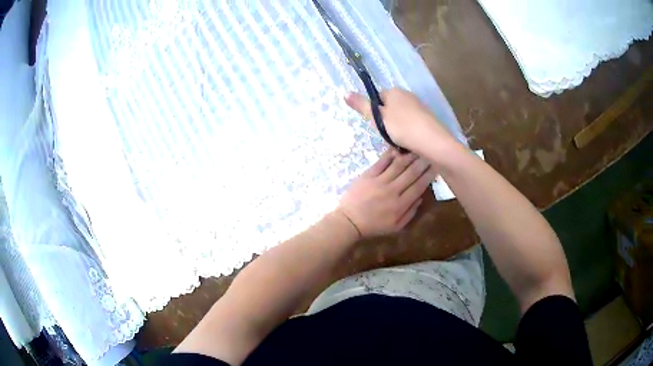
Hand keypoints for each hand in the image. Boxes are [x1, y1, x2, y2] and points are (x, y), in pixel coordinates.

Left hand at [336, 149, 434, 237]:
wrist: (349, 221)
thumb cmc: (374, 226)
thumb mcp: (395, 226)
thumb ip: (410, 213)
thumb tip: (420, 198)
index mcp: (400, 205)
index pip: (419, 186)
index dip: (429, 175)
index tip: (436, 167)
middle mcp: (392, 191)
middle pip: (411, 173)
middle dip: (422, 162)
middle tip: (430, 154)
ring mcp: (379, 181)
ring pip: (398, 165)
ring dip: (409, 156)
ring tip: (417, 149)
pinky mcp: (368, 175)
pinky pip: (381, 162)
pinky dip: (390, 155)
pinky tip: (398, 149)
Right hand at [345, 88, 456, 154]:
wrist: (433, 142)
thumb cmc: (403, 128)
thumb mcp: (378, 117)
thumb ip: (362, 105)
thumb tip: (345, 92)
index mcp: (395, 91)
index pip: (378, 97)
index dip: (374, 111)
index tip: (376, 125)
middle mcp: (408, 95)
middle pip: (390, 108)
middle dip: (386, 121)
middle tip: (386, 135)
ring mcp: (419, 107)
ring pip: (401, 117)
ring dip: (397, 129)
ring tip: (398, 141)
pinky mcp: (428, 119)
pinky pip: (411, 124)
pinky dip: (408, 133)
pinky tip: (409, 143)